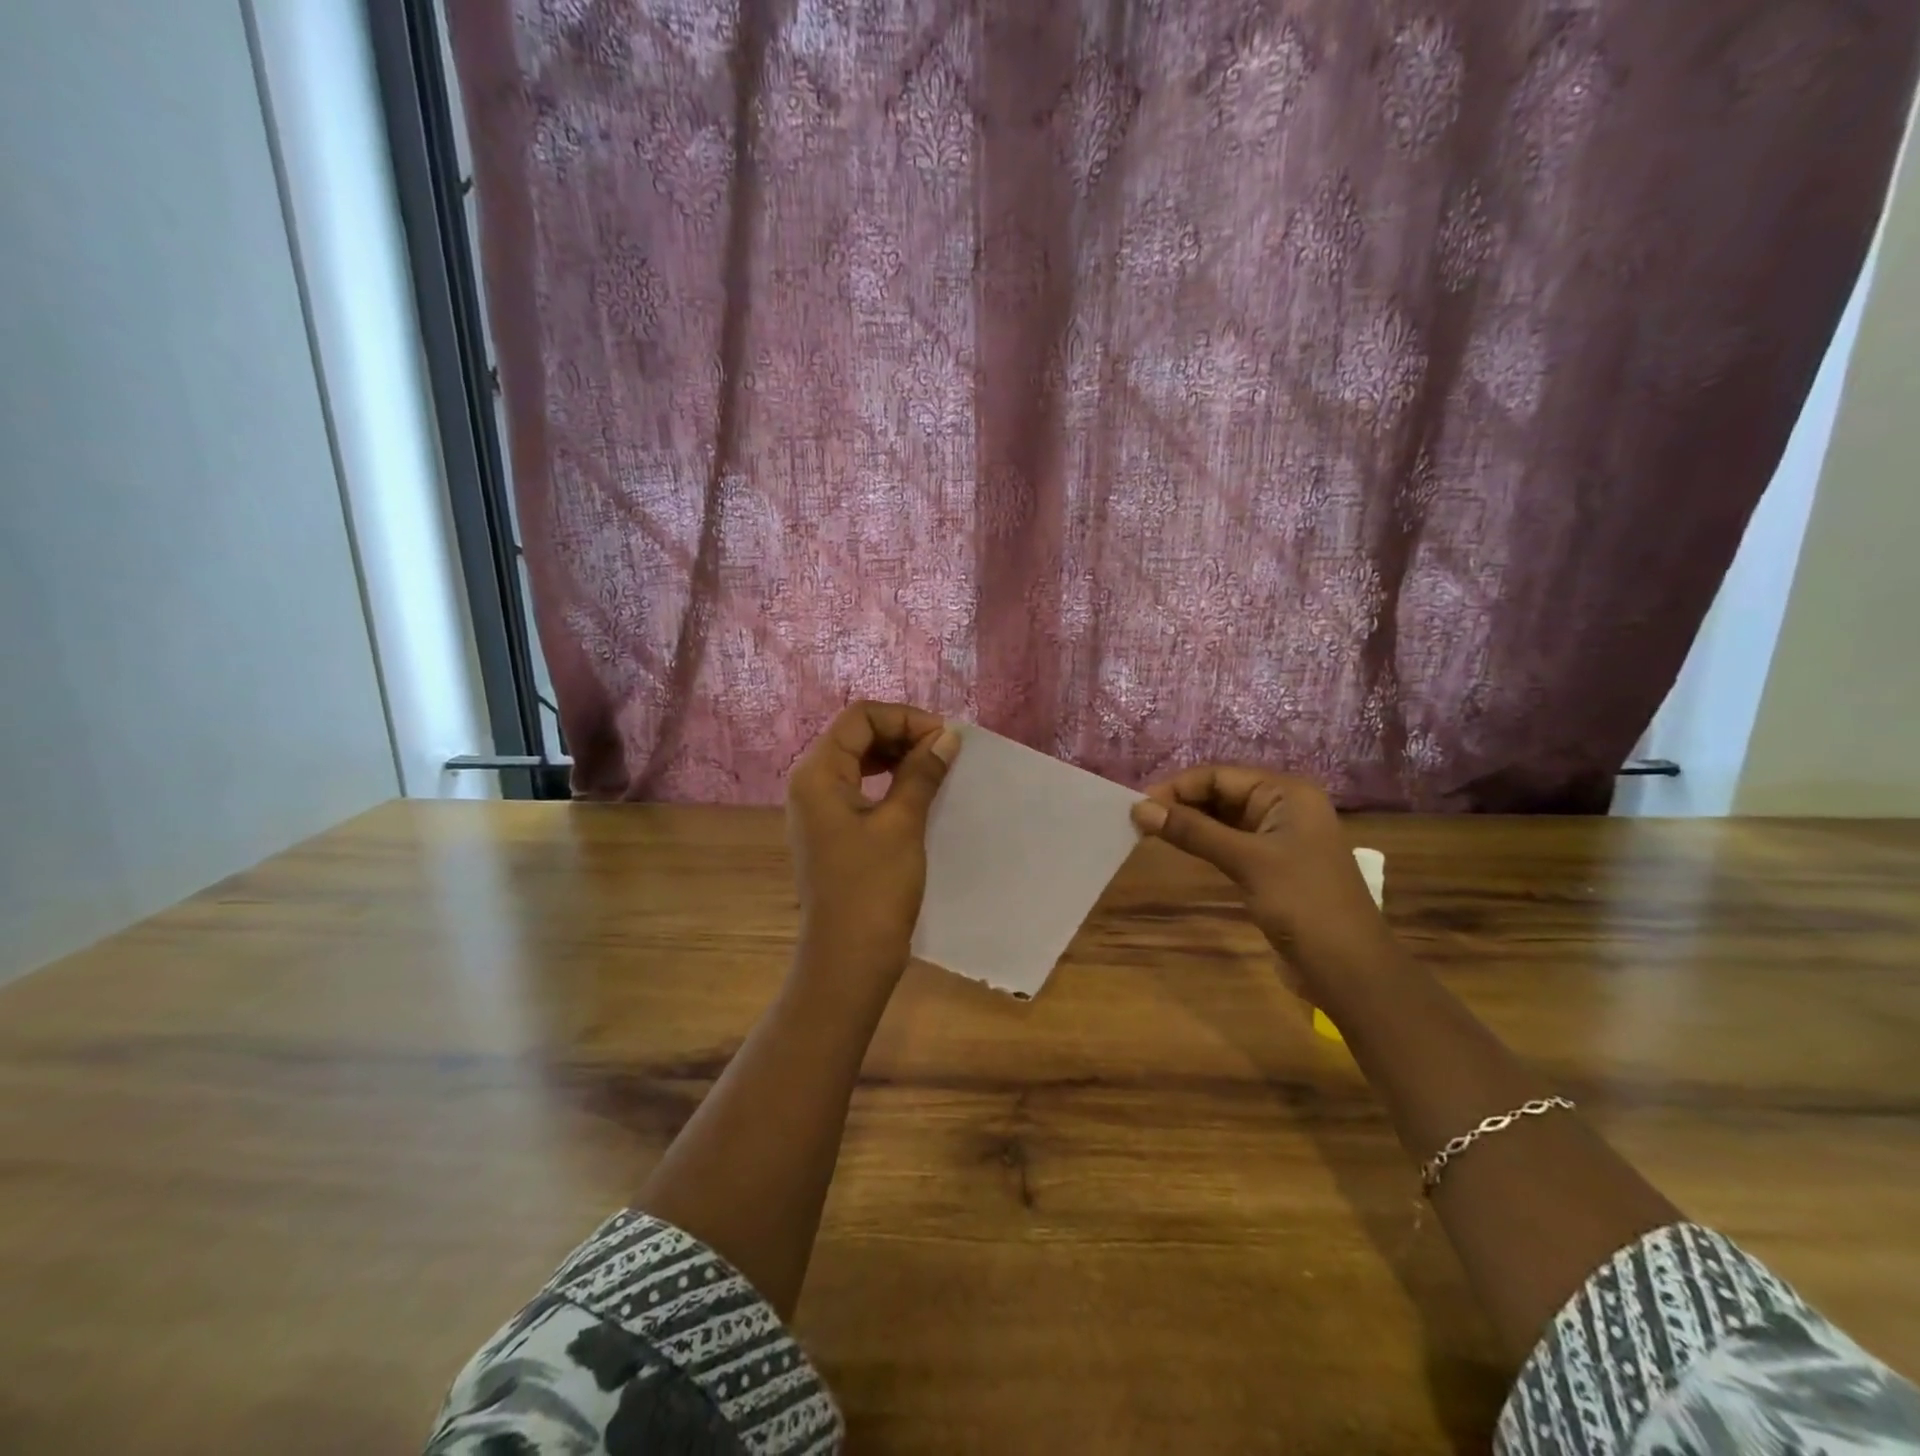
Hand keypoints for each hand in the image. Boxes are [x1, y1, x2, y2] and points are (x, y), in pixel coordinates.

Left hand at [786, 701, 960, 982]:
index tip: (944, 738)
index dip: (904, 718)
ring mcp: (818, 808)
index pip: (860, 718)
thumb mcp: (902, 824)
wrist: (849, 958)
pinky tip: (917, 792)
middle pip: (856, 735)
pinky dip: (888, 782)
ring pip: (858, 761)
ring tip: (936, 768)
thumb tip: (947, 737)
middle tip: (944, 751)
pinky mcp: (831, 830)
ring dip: (897, 757)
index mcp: (818, 774)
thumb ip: (921, 773)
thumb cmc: (874, 888)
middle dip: (901, 734)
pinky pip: (859, 787)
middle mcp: (811, 783)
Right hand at [1130, 765, 1386, 991]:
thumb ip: (1193, 831)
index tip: (1137, 807)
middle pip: (1221, 793)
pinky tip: (1178, 849)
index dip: (1177, 787)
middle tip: (1139, 822)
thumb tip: (1139, 808)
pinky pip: (1230, 843)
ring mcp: (1279, 838)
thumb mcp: (1246, 861)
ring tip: (1149, 833)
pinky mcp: (1272, 866)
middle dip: (1181, 804)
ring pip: (1223, 819)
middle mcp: (1284, 808)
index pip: (1220, 775)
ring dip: (1189, 824)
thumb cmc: (1302, 903)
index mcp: (1287, 793)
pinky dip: (1204, 843)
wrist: (1348, 969)